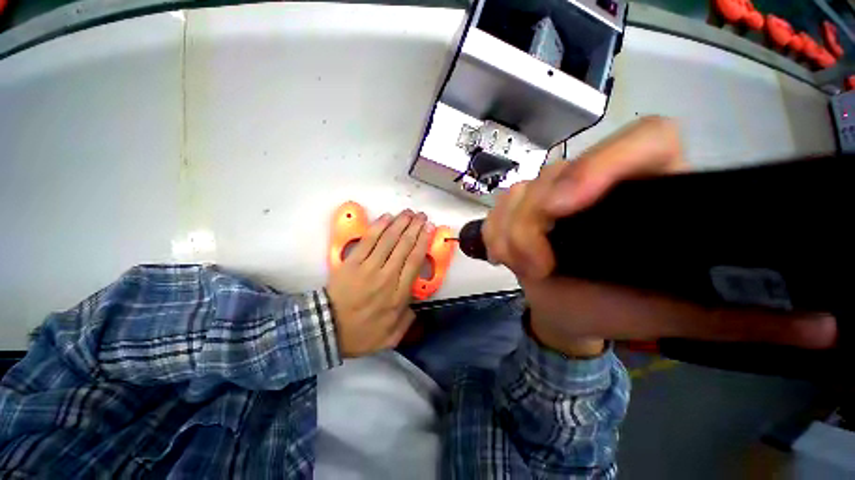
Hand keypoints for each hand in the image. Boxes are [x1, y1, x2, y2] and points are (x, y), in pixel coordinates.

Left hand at [327, 209, 433, 357]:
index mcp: (398, 295)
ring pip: (388, 240)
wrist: (327, 330)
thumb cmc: (361, 333)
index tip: (429, 229)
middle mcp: (386, 277)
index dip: (423, 242)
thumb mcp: (390, 337)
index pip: (414, 262)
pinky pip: (368, 240)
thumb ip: (407, 322)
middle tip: (422, 216)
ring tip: (408, 212)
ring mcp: (368, 267)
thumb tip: (415, 307)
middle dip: (415, 228)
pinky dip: (378, 227)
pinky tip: (386, 217)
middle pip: (404, 246)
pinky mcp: (352, 262)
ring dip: (400, 223)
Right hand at [483, 116, 836, 356]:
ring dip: (511, 233)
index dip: (604, 164)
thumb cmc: (620, 310)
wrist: (570, 311)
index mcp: (650, 191)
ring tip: (522, 266)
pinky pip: (498, 208)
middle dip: (534, 223)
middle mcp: (598, 181)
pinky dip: (494, 232)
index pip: (643, 140)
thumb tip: (826, 325)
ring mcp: (551, 192)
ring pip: (519, 193)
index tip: (569, 206)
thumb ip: (748, 317)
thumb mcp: (680, 314)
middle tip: (536, 266)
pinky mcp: (521, 207)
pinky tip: (504, 254)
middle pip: (557, 175)